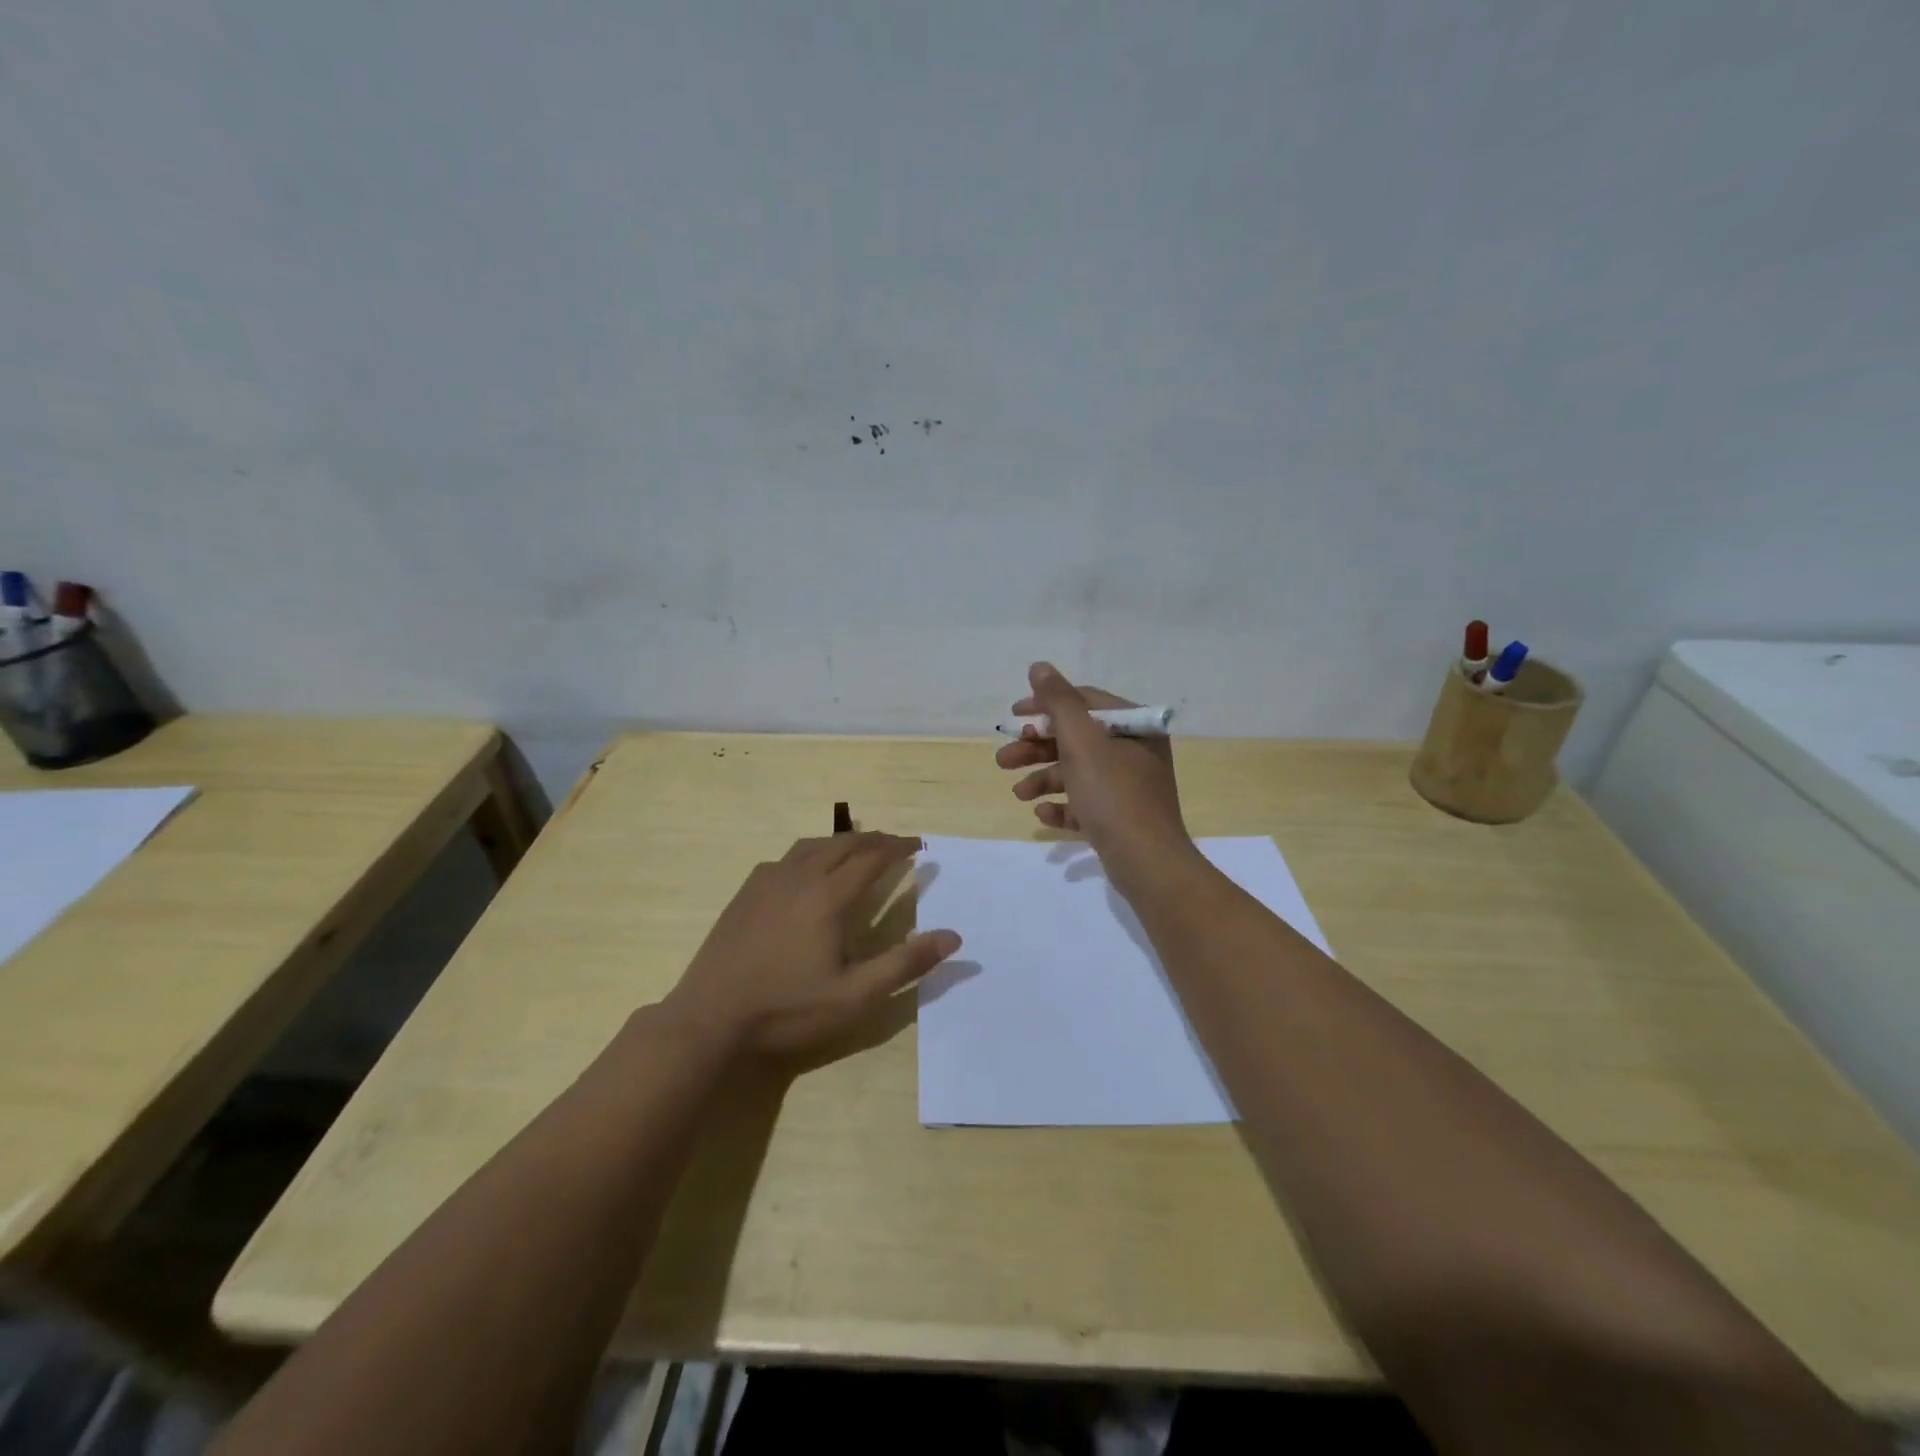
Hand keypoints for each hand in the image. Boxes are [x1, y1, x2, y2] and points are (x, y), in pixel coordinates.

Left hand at [660, 832, 960, 1063]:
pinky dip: (809, 853)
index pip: (872, 858)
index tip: (918, 845)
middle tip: (895, 844)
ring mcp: (768, 882)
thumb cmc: (788, 1009)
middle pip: (843, 844)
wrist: (710, 1018)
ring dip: (840, 841)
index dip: (898, 847)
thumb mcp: (855, 996)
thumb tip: (953, 936)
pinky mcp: (746, 893)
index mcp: (829, 897)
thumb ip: (905, 964)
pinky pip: (785, 858)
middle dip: (873, 839)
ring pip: (812, 845)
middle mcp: (800, 877)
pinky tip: (806, 871)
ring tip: (857, 848)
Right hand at [994, 662, 1193, 891]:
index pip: (1084, 701)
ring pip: (1076, 772)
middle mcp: (1134, 751)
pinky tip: (1042, 814)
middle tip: (1003, 759)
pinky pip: (1084, 803)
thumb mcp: (1082, 742)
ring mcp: (1128, 786)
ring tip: (1018, 794)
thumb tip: (1039, 667)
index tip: (1014, 716)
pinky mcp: (1120, 817)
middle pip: (1076, 739)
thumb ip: (1059, 702)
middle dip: (1036, 748)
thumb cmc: (1113, 795)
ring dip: (1042, 778)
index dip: (1045, 705)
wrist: (1147, 863)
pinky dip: (1062, 805)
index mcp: (1133, 726)